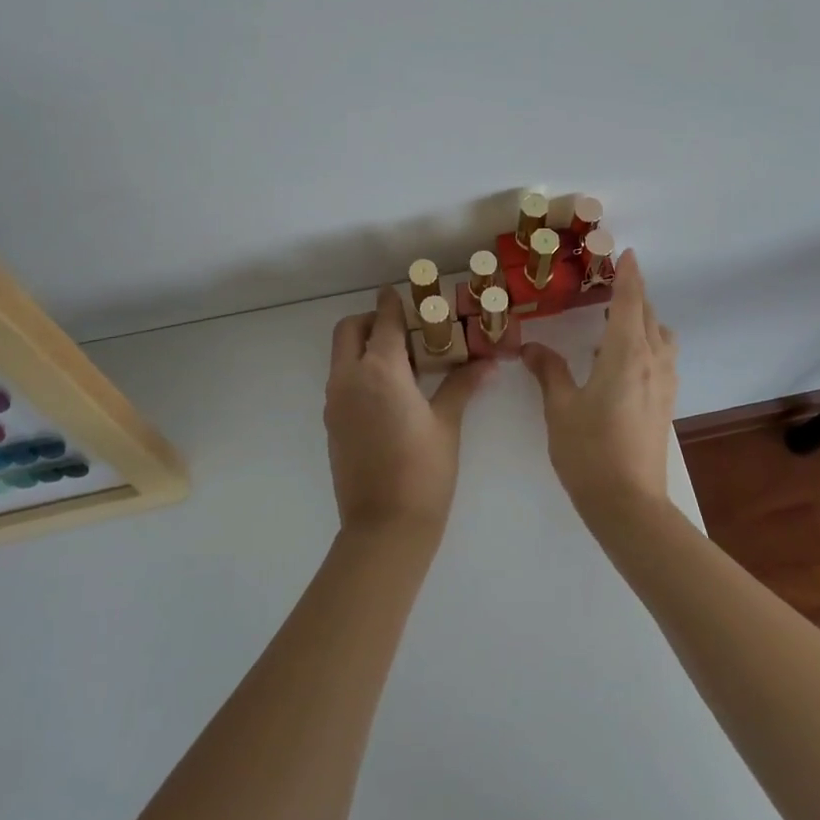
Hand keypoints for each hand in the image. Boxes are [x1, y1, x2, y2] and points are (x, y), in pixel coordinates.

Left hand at [324, 288, 493, 535]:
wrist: (384, 527)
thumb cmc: (423, 470)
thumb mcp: (447, 423)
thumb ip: (462, 385)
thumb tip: (487, 362)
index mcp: (380, 370)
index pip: (384, 320)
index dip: (393, 302)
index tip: (403, 292)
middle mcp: (349, 378)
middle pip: (349, 330)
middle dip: (371, 320)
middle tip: (403, 329)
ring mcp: (335, 402)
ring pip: (341, 356)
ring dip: (364, 346)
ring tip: (402, 362)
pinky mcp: (332, 423)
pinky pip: (341, 381)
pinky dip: (359, 371)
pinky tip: (390, 393)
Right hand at [522, 250, 678, 522]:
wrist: (629, 504)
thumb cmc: (589, 452)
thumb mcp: (560, 409)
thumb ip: (549, 372)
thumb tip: (531, 348)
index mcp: (627, 355)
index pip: (630, 302)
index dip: (628, 275)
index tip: (626, 253)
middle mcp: (653, 362)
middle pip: (649, 316)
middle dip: (633, 295)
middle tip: (610, 283)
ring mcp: (665, 384)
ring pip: (661, 337)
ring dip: (643, 321)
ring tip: (614, 324)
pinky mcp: (666, 404)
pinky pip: (662, 358)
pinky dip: (647, 344)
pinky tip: (620, 361)